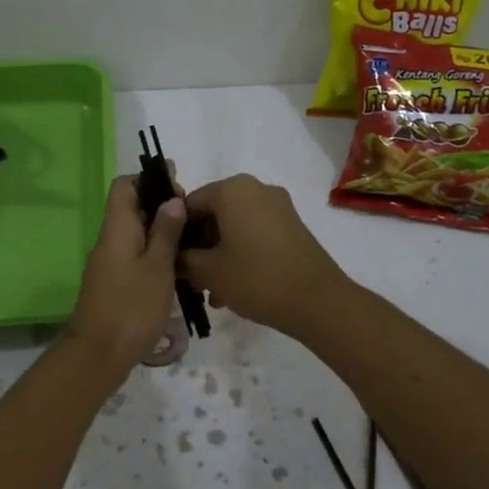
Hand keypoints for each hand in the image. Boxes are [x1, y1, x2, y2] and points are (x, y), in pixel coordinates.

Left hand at [66, 176, 184, 368]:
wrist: (98, 355)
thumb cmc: (131, 307)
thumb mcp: (157, 267)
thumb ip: (166, 232)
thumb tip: (172, 199)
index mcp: (116, 228)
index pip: (125, 185)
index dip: (149, 179)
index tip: (178, 188)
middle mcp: (109, 240)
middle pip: (131, 208)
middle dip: (162, 206)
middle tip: (194, 219)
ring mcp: (109, 263)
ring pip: (135, 234)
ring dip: (161, 232)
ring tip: (193, 243)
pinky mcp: (114, 284)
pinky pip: (135, 256)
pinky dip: (155, 254)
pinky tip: (178, 269)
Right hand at [180, 174, 348, 339]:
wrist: (317, 301)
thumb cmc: (256, 278)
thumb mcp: (208, 271)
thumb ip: (182, 258)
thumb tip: (172, 255)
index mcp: (231, 189)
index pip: (188, 204)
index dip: (176, 234)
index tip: (170, 261)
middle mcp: (255, 188)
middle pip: (213, 214)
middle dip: (199, 246)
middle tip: (190, 279)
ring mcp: (278, 206)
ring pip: (233, 226)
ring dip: (218, 254)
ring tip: (212, 291)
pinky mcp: (292, 226)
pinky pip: (254, 233)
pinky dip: (240, 253)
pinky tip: (234, 287)